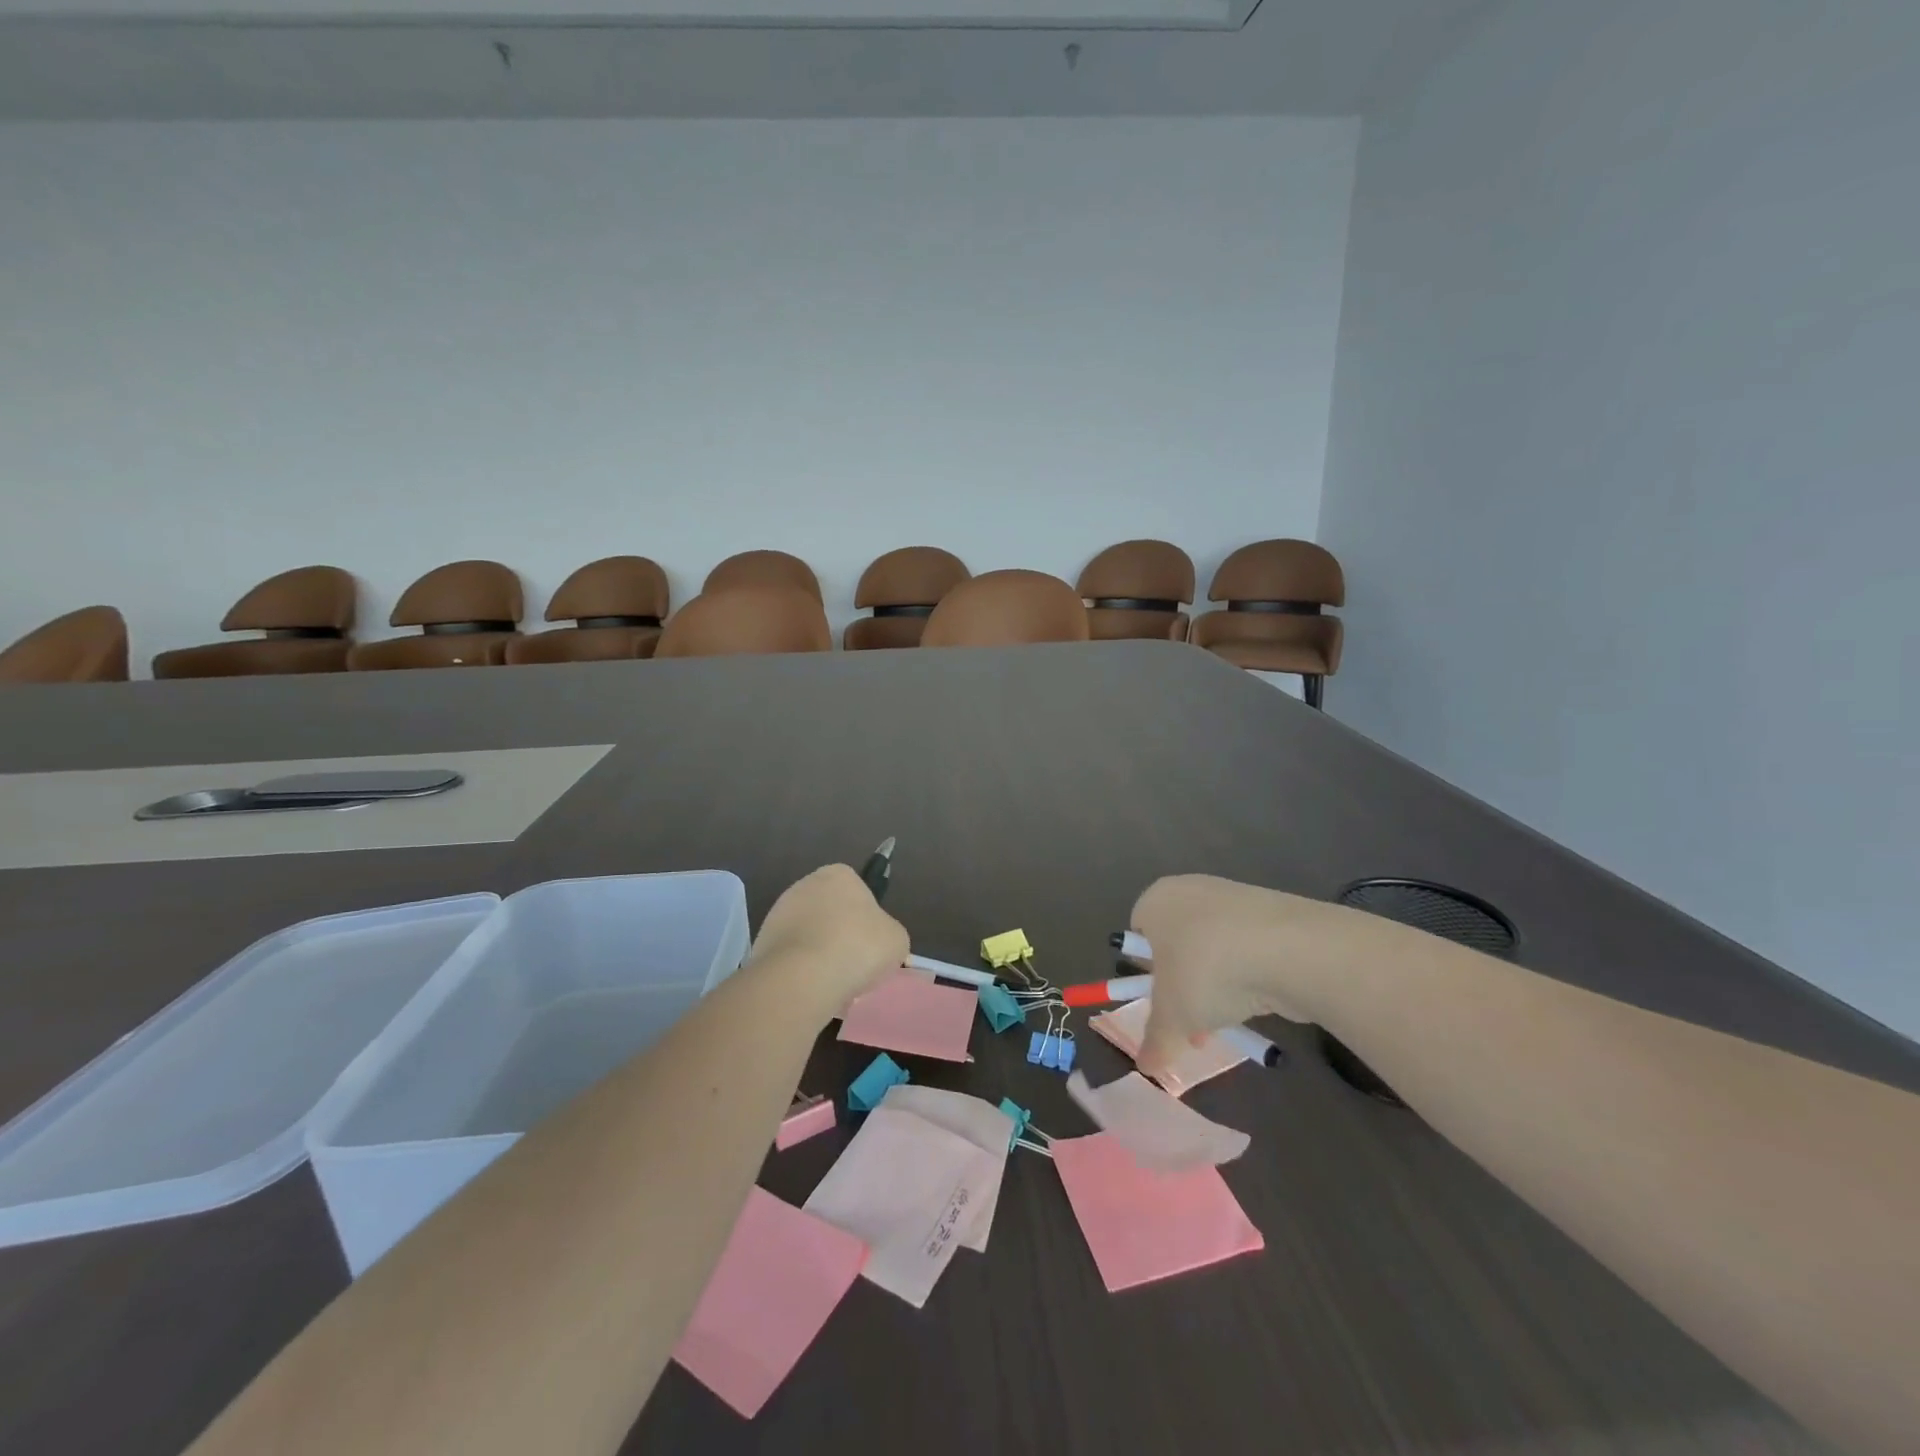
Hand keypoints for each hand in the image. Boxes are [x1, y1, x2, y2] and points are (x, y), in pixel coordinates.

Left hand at [746, 864, 909, 1012]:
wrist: (802, 977)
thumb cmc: (858, 947)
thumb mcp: (896, 940)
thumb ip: (889, 933)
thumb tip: (879, 941)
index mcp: (839, 874)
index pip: (857, 889)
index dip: (866, 917)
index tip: (871, 943)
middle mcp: (805, 884)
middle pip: (830, 911)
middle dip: (840, 934)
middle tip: (855, 964)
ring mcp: (779, 912)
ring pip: (809, 934)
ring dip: (819, 953)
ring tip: (833, 983)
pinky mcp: (762, 941)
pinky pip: (791, 955)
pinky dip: (800, 969)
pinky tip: (812, 988)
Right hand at [1129, 874, 1355, 1074]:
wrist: (1288, 949)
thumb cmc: (1207, 971)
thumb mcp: (1173, 1017)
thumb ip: (1156, 1041)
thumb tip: (1145, 1065)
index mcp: (1155, 901)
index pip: (1138, 935)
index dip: (1146, 974)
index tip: (1162, 1005)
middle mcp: (1189, 890)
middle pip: (1177, 944)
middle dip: (1183, 986)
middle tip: (1193, 1023)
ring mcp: (1233, 896)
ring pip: (1213, 948)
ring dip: (1215, 985)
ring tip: (1229, 1019)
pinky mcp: (1270, 910)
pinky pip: (1246, 947)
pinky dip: (1247, 973)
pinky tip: (1259, 1000)